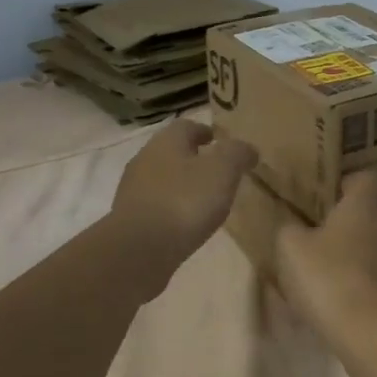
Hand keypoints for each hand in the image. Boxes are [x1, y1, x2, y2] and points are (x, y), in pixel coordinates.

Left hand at [107, 118, 256, 286]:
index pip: (187, 126)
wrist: (139, 249)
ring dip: (180, 185)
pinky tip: (184, 223)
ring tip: (203, 201)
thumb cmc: (184, 201)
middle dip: (193, 159)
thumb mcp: (222, 171)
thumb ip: (237, 154)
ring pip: (161, 178)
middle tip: (217, 173)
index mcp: (166, 141)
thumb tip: (248, 149)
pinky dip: (170, 208)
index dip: (206, 132)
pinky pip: (155, 205)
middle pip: (171, 151)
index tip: (221, 143)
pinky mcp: (128, 218)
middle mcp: (144, 159)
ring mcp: (132, 190)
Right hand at [276, 169, 376, 343]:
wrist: (373, 333)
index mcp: (364, 206)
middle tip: (352, 220)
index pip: (369, 177)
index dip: (353, 182)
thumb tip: (294, 227)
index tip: (336, 195)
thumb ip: (290, 230)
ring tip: (357, 256)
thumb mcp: (291, 250)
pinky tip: (367, 287)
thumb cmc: (328, 279)